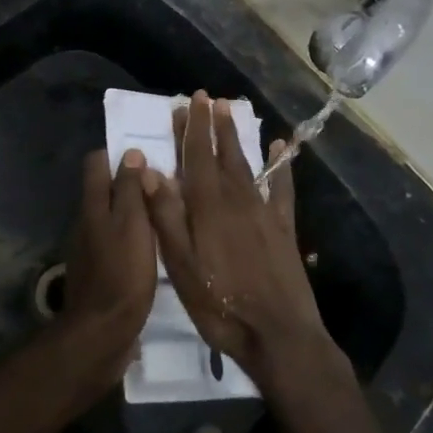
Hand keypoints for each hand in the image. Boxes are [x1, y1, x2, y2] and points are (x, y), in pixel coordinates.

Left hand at [55, 148, 156, 387]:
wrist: (102, 333)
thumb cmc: (122, 273)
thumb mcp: (132, 224)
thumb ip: (130, 189)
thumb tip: (130, 154)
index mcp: (92, 206)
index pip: (95, 163)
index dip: (117, 155)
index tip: (146, 157)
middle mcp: (85, 222)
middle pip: (104, 190)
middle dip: (129, 183)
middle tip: (164, 186)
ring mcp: (89, 249)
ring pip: (111, 217)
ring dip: (132, 213)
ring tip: (164, 217)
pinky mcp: (99, 273)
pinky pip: (115, 243)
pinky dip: (131, 239)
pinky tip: (152, 249)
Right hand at [141, 94, 339, 390]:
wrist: (278, 334)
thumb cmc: (220, 304)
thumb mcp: (181, 266)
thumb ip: (166, 216)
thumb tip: (149, 171)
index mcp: (207, 208)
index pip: (196, 157)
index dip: (192, 128)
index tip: (189, 101)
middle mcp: (237, 200)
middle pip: (222, 155)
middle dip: (213, 125)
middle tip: (208, 98)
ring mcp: (264, 213)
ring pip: (247, 165)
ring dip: (237, 138)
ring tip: (231, 112)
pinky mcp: (284, 228)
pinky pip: (282, 189)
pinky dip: (281, 166)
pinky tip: (280, 148)